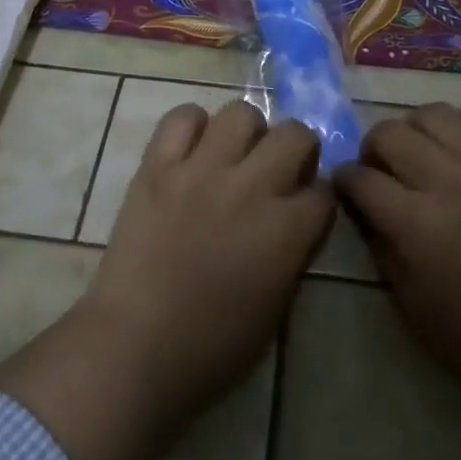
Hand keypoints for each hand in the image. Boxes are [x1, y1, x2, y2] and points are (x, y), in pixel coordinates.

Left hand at [87, 100, 334, 415]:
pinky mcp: (158, 167)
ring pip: (241, 112)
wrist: (135, 346)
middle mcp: (252, 187)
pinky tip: (190, 150)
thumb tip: (293, 219)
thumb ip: (292, 252)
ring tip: (232, 154)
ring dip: (246, 132)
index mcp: (288, 230)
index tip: (304, 206)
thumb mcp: (277, 306)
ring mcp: (202, 171)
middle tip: (276, 170)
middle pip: (295, 134)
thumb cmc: (212, 347)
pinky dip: (191, 126)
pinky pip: (181, 118)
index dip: (316, 196)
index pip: (325, 189)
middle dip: (296, 149)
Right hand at [337, 102, 460, 459]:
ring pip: (435, 113)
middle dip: (373, 149)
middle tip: (382, 169)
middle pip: (389, 133)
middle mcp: (448, 182)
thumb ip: (380, 244)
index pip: (360, 179)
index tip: (347, 187)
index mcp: (415, 224)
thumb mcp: (409, 303)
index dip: (344, 180)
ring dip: (416, 129)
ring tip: (423, 151)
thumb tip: (363, 205)